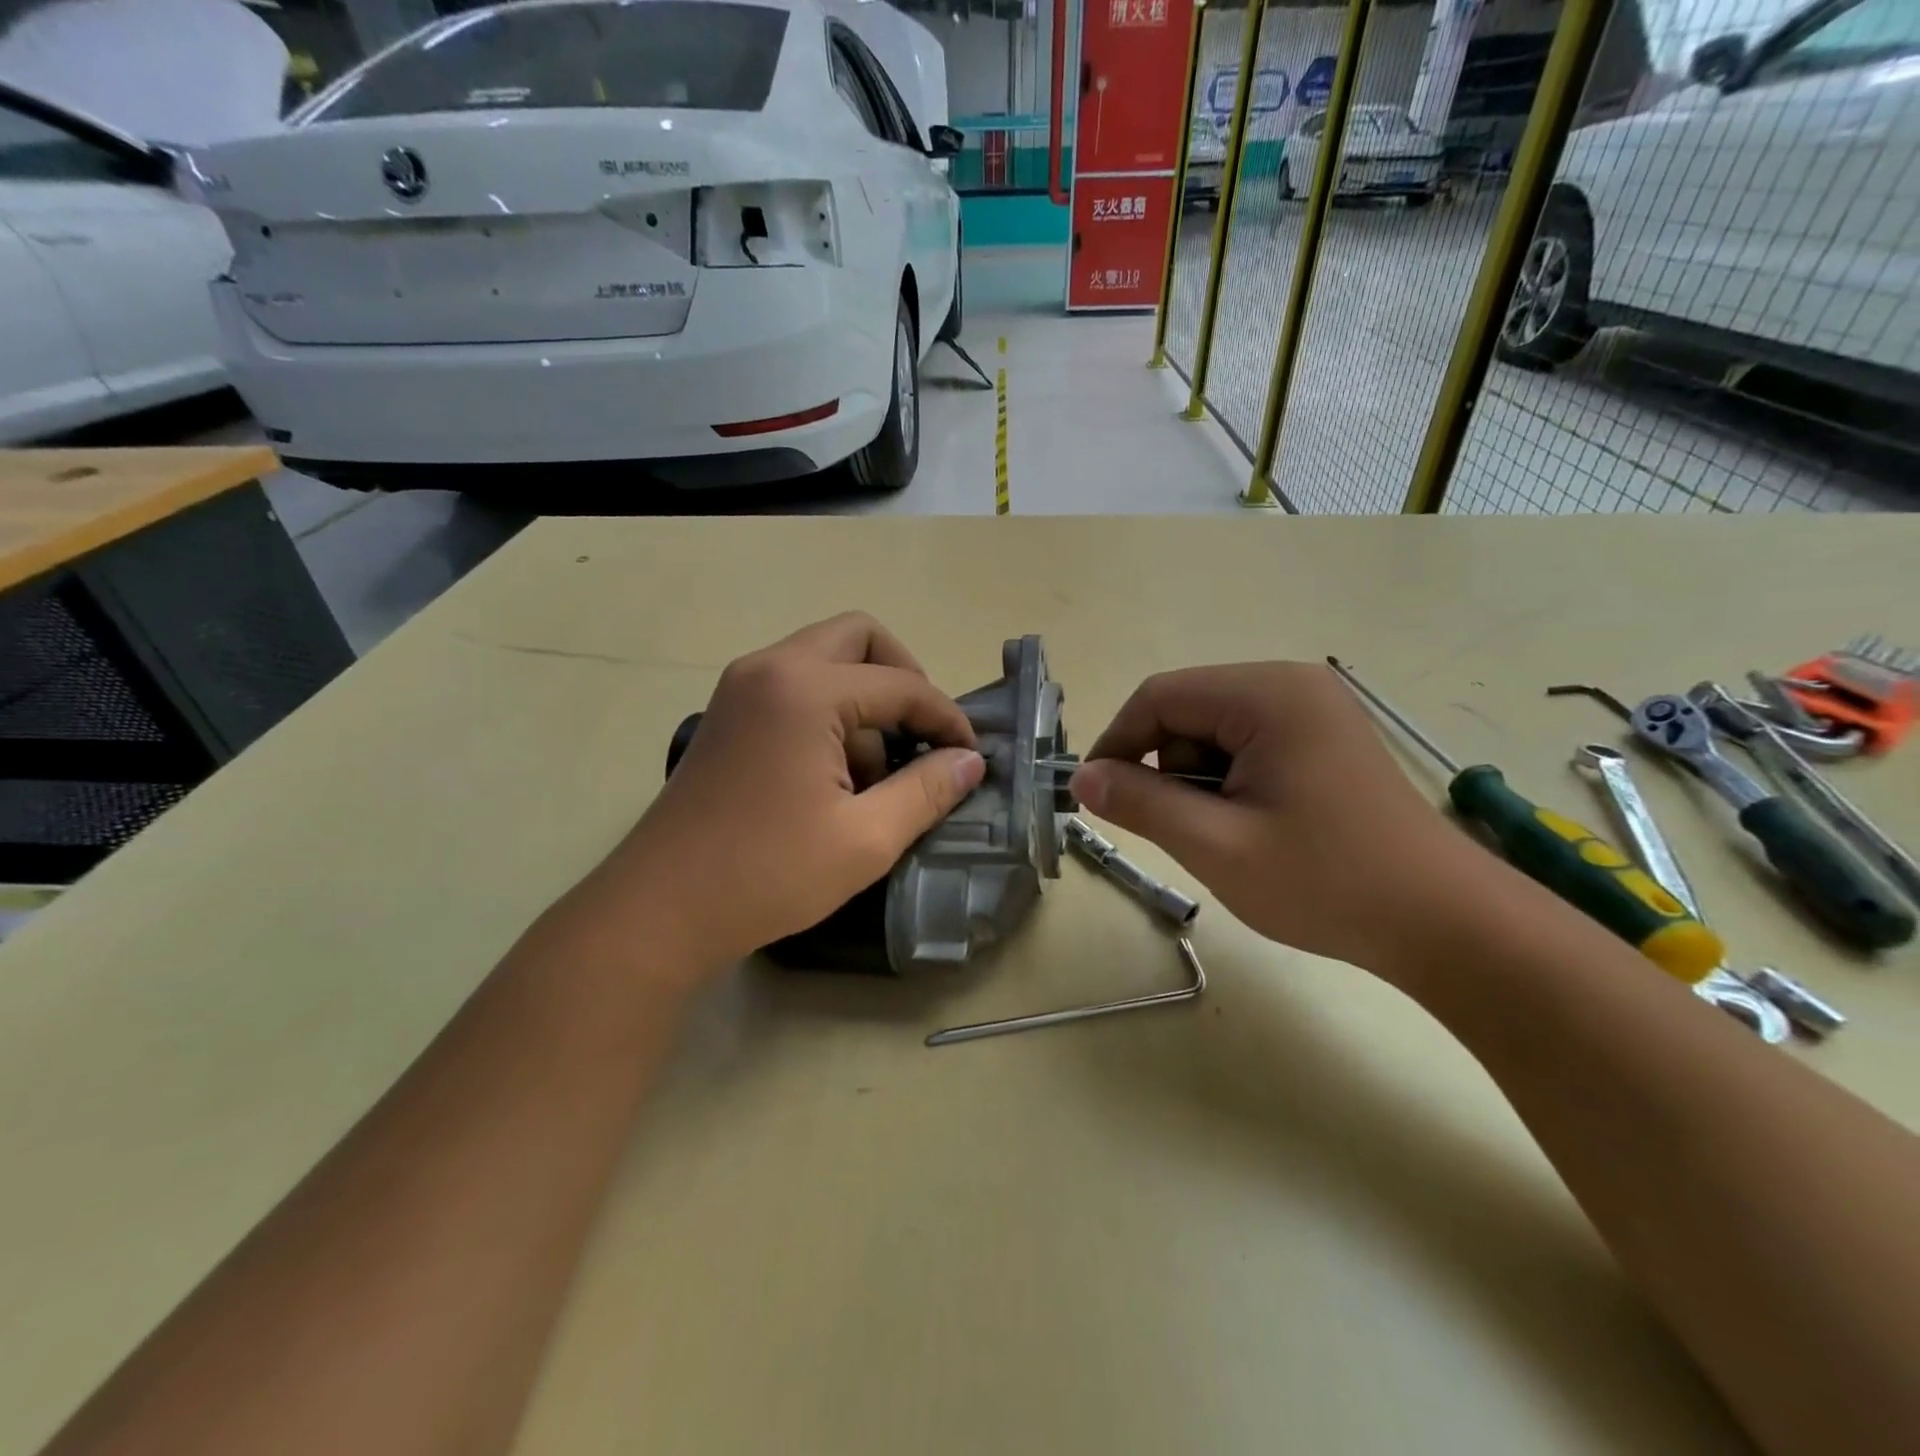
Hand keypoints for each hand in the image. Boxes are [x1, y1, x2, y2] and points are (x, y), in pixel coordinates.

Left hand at [587, 613, 984, 975]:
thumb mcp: (866, 838)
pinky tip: (835, 774)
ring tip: (874, 772)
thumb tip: (971, 760)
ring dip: (865, 698)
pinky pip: (797, 684)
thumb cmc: (767, 874)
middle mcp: (771, 668)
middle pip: (859, 638)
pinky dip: (831, 709)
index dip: (946, 719)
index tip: (971, 756)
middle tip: (922, 736)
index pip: (901, 685)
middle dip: (903, 679)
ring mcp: (742, 686)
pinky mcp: (730, 712)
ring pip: (826, 658)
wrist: (661, 909)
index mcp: (806, 689)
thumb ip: (927, 790)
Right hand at [1069, 662, 1497, 975]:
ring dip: (1200, 781)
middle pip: (1187, 711)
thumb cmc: (1326, 882)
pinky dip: (1231, 784)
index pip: (1159, 697)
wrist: (1444, 924)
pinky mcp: (1324, 738)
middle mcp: (1291, 685)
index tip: (1097, 797)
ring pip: (1214, 731)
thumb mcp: (1216, 845)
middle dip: (1167, 769)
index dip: (1117, 744)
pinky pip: (1247, 746)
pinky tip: (1257, 827)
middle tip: (1185, 830)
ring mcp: (1313, 709)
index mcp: (1267, 694)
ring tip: (1229, 836)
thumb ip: (1141, 803)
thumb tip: (1081, 778)